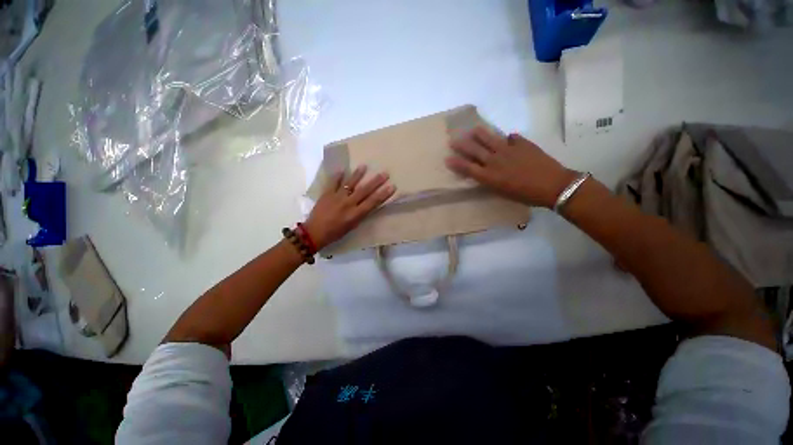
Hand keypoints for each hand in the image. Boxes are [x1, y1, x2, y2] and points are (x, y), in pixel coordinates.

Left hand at [304, 166, 395, 249]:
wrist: (314, 232)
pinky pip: (333, 182)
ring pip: (350, 183)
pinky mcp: (327, 193)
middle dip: (376, 181)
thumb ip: (360, 214)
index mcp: (355, 214)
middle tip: (385, 173)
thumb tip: (367, 203)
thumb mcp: (352, 226)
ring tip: (364, 166)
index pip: (373, 202)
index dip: (383, 194)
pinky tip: (342, 169)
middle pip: (365, 190)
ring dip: (358, 174)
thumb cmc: (335, 233)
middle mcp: (348, 203)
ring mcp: (337, 197)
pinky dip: (337, 176)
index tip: (392, 186)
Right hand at [445, 127, 576, 207]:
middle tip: (453, 140)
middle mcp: (495, 161)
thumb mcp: (502, 192)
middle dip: (462, 145)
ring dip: (480, 134)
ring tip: (473, 130)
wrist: (552, 185)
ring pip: (490, 139)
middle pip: (474, 150)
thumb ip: (491, 181)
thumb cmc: (525, 195)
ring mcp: (509, 150)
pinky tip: (508, 138)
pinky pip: (512, 138)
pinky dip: (508, 138)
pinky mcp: (522, 143)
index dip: (456, 163)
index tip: (447, 158)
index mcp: (489, 176)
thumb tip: (484, 172)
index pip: (468, 167)